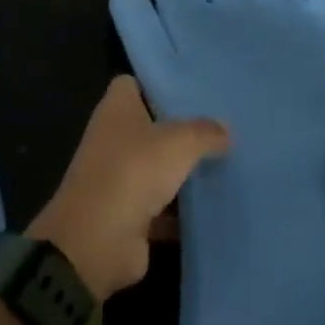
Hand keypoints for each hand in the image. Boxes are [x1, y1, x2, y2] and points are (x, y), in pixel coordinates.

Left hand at [29, 76, 228, 300]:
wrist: (98, 240)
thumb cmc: (133, 171)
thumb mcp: (178, 143)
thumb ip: (204, 133)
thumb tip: (225, 129)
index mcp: (116, 108)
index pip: (135, 83)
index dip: (160, 85)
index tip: (194, 91)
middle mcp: (113, 137)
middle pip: (150, 126)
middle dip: (181, 130)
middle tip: (221, 129)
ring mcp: (119, 177)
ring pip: (157, 167)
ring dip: (183, 171)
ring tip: (226, 164)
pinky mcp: (128, 214)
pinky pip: (161, 207)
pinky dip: (181, 211)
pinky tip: (214, 207)